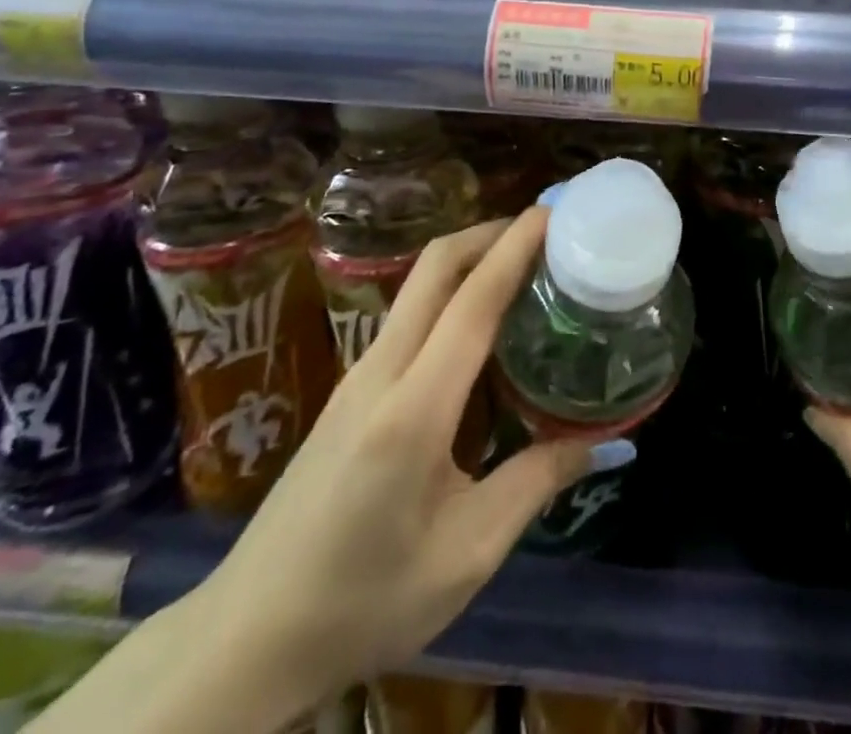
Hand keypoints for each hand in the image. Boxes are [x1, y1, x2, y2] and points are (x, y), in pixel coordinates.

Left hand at [185, 208, 594, 721]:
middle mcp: (381, 372)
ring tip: (526, 268)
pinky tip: (482, 326)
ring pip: (418, 287)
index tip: (554, 210)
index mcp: (414, 408)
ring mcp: (357, 378)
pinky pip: (409, 318)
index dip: (516, 246)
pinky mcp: (349, 393)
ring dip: (471, 259)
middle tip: (546, 231)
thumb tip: (604, 443)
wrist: (246, 640)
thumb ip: (537, 483)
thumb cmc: (363, 600)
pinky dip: (452, 294)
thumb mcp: (467, 553)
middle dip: (491, 233)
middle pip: (435, 267)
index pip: (473, 300)